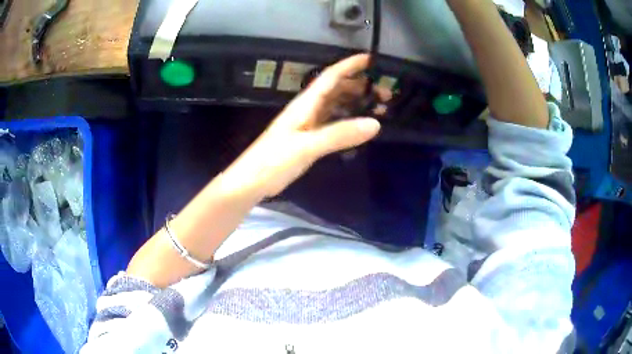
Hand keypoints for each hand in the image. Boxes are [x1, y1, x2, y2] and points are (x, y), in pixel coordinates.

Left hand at [223, 54, 391, 197]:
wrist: (251, 181)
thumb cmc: (273, 161)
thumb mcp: (307, 146)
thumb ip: (339, 135)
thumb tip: (375, 124)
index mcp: (305, 104)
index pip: (331, 77)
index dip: (350, 65)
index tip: (371, 59)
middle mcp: (308, 109)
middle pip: (337, 89)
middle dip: (361, 86)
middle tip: (386, 92)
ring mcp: (308, 124)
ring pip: (337, 105)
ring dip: (357, 102)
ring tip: (380, 108)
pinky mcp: (309, 138)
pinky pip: (333, 122)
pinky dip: (349, 120)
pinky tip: (360, 126)